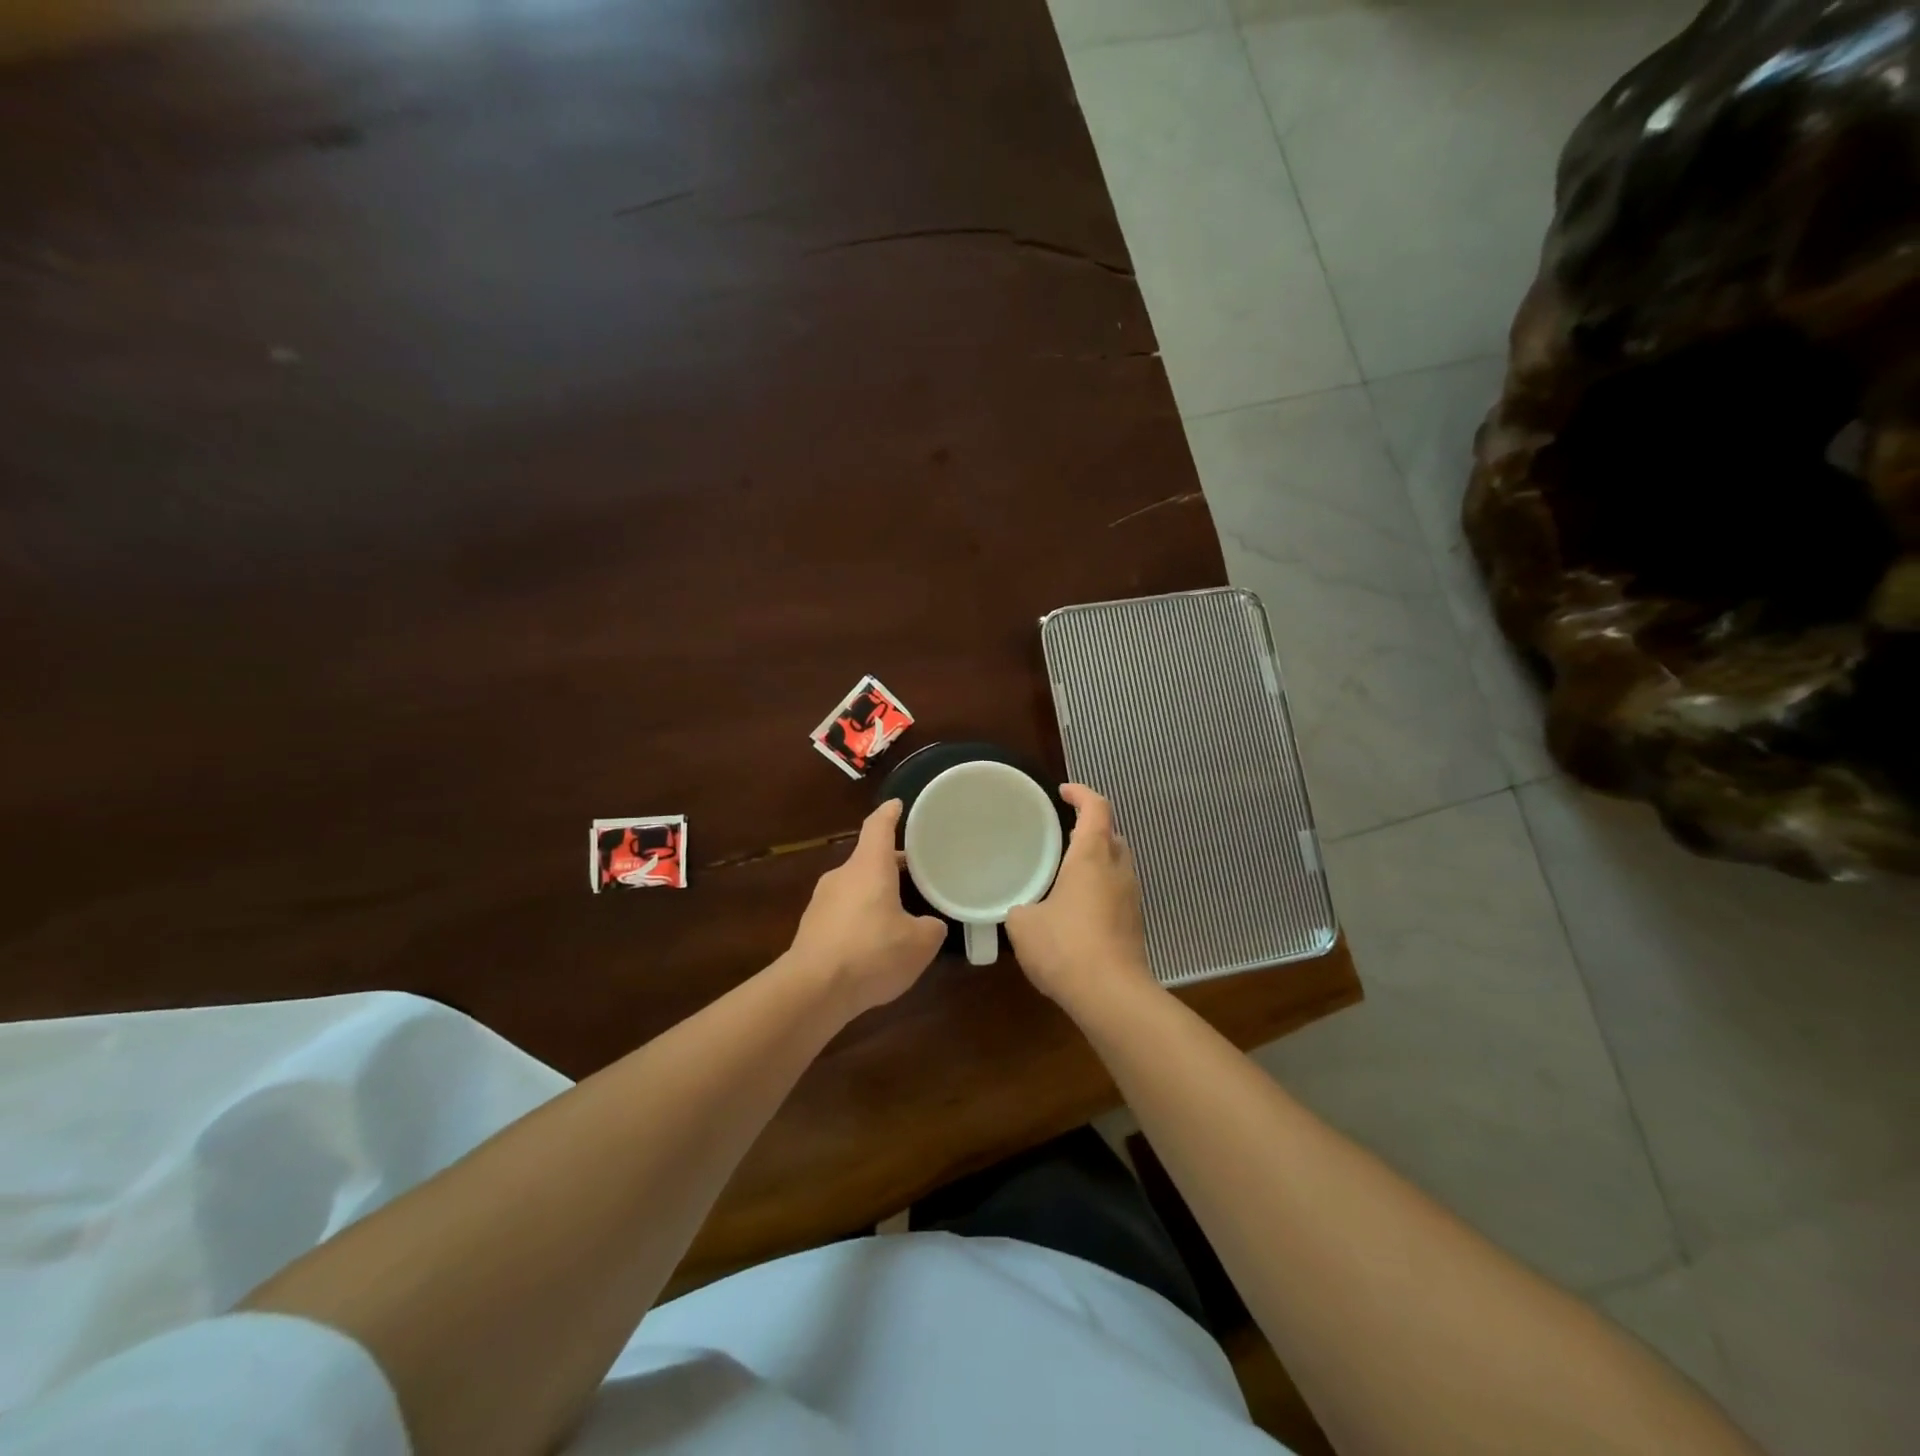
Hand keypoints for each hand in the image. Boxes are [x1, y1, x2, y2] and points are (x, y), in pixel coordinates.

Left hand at [786, 799, 945, 1017]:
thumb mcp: (919, 943)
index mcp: (869, 866)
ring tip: (898, 915)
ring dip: (875, 895)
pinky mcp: (811, 928)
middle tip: (916, 873)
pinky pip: (842, 914)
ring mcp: (821, 902)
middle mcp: (842, 876)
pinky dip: (860, 920)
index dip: (890, 813)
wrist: (812, 990)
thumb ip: (931, 928)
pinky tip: (873, 946)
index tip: (898, 804)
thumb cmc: (871, 953)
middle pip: (869, 859)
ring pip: (855, 888)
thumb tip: (931, 925)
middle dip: (891, 865)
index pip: (879, 826)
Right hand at [1006, 784, 1157, 1012]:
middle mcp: (1118, 869)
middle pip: (1112, 834)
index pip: (1096, 808)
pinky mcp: (1135, 924)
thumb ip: (1021, 908)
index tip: (1064, 792)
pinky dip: (1101, 888)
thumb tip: (1023, 910)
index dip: (1082, 793)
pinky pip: (1118, 892)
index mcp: (1092, 856)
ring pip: (1118, 865)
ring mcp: (1132, 897)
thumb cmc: (1065, 946)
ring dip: (1098, 860)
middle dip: (1091, 828)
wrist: (1111, 995)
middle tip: (1063, 834)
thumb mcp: (1023, 925)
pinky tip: (1078, 908)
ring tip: (1068, 871)